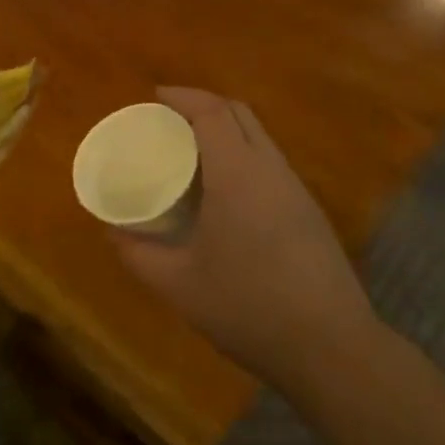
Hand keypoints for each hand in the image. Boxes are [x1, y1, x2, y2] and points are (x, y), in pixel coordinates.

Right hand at [112, 88, 375, 387]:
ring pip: (259, 136)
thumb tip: (112, 232)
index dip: (183, 96)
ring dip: (226, 130)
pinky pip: (270, 162)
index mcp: (237, 174)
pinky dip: (243, 155)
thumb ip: (139, 255)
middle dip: (204, 105)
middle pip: (239, 113)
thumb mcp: (179, 286)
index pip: (212, 112)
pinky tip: (225, 192)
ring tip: (193, 154)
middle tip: (170, 122)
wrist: (332, 348)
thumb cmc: (248, 308)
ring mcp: (295, 188)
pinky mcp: (310, 210)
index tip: (156, 97)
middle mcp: (270, 169)